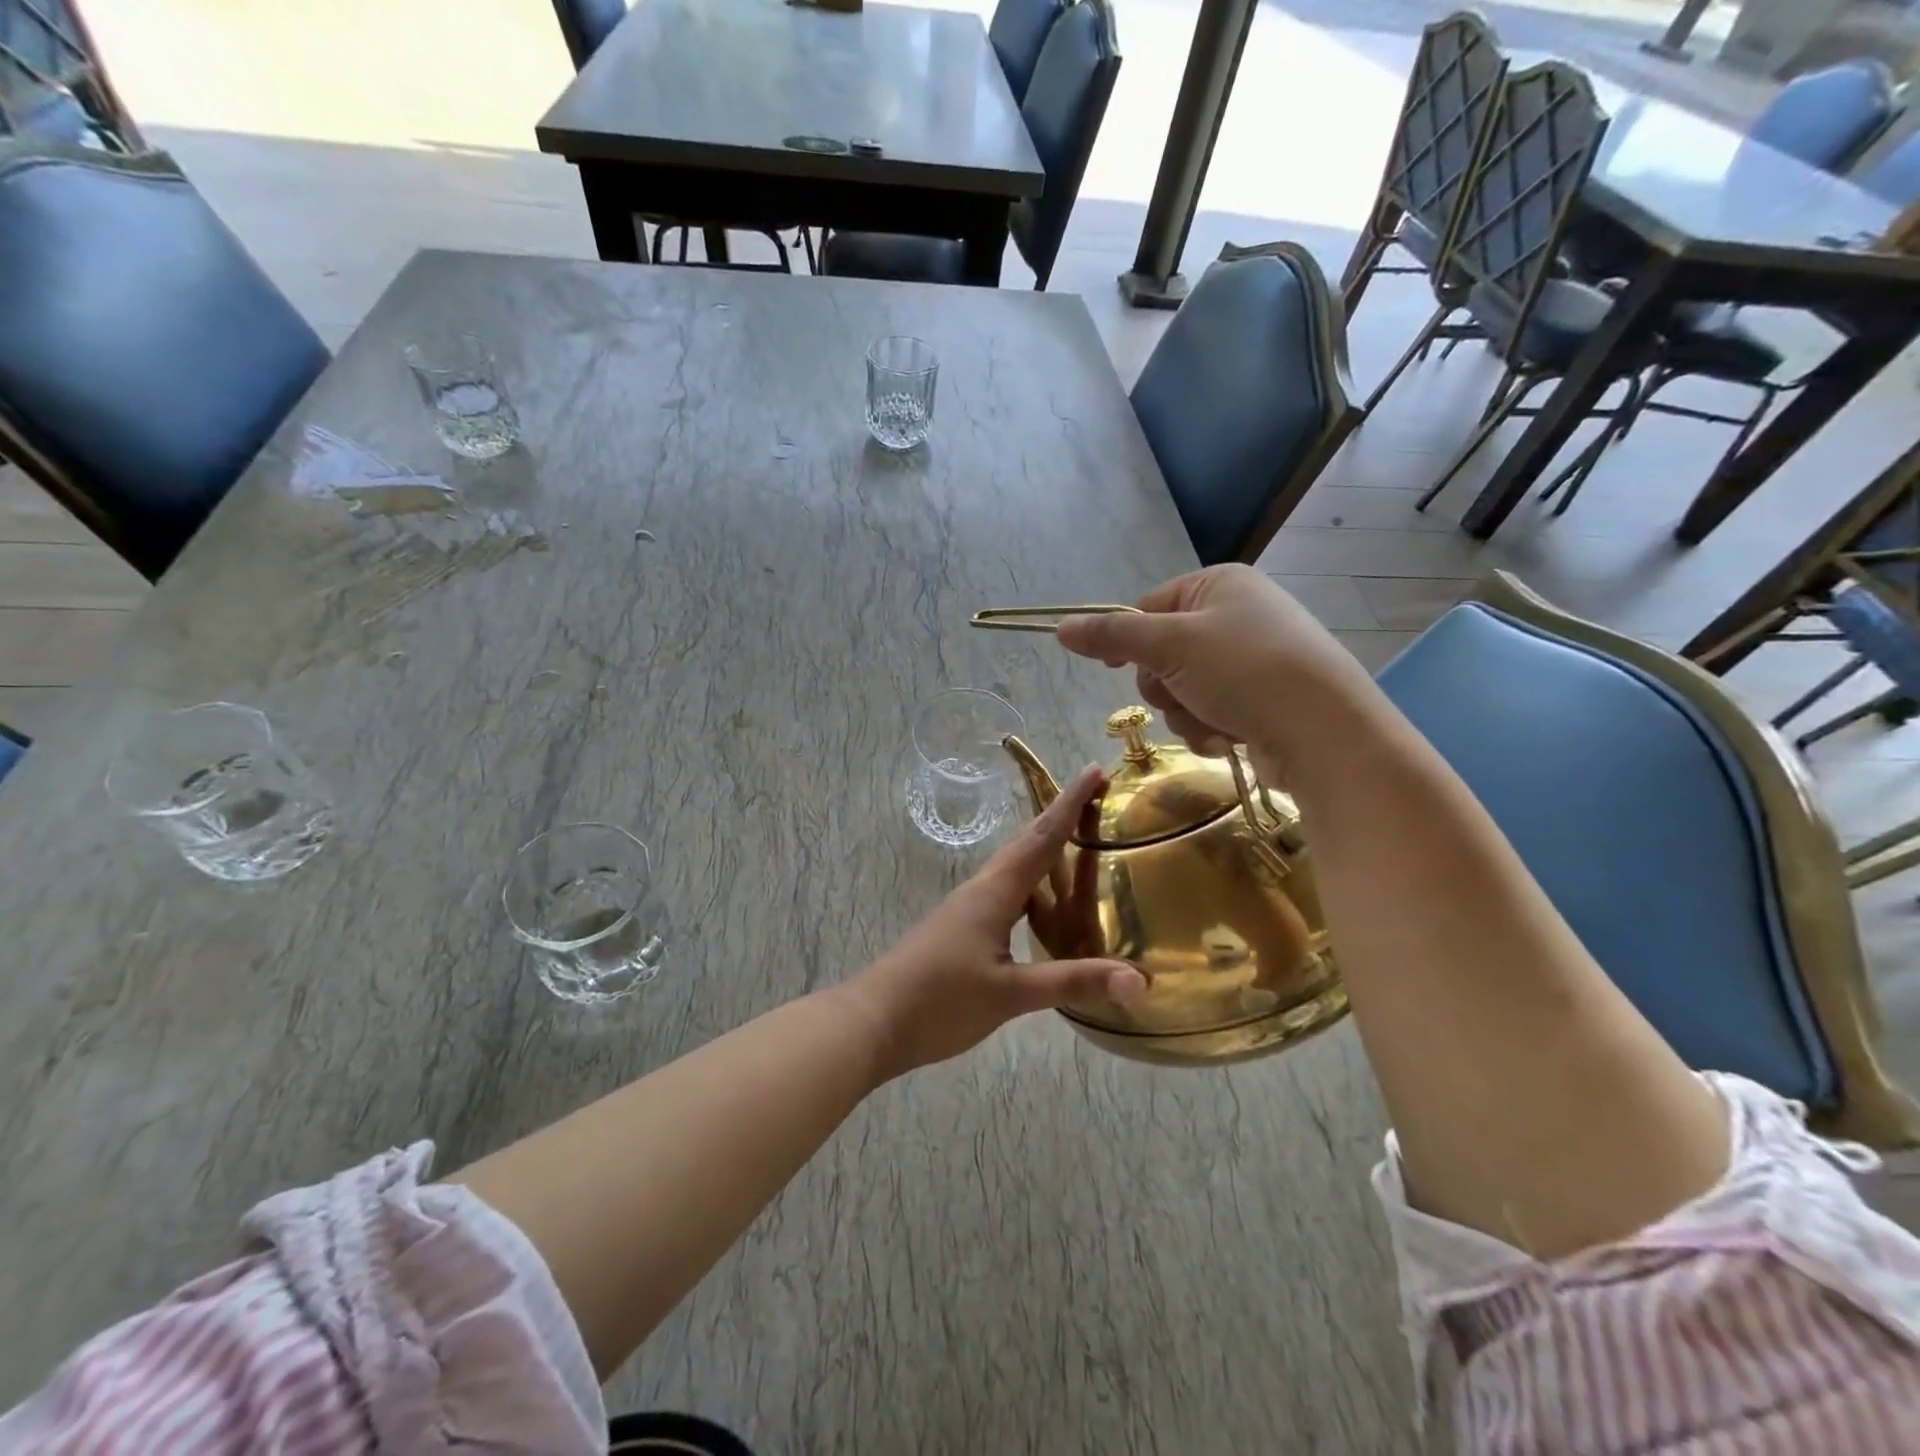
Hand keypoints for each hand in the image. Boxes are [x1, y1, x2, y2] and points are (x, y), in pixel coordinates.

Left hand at [844, 766, 1144, 1079]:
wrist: (873, 1022)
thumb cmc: (941, 1001)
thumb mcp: (1011, 994)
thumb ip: (1073, 981)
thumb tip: (1139, 979)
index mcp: (994, 893)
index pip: (1041, 838)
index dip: (1070, 805)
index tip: (1093, 771)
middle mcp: (981, 891)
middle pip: (1026, 844)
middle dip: (1061, 818)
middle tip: (1095, 798)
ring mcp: (966, 910)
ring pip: (1013, 869)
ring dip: (1044, 850)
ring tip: (1077, 845)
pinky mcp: (959, 930)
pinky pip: (1004, 894)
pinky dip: (1031, 887)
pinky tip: (1041, 908)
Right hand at [1053, 565, 1368, 775]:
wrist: (1323, 732)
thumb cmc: (1245, 671)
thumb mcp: (1170, 645)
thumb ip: (1113, 635)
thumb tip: (1060, 627)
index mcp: (1219, 585)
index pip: (1147, 607)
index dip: (1128, 640)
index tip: (1118, 667)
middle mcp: (1237, 617)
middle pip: (1161, 655)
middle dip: (1165, 686)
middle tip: (1183, 693)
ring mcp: (1251, 661)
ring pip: (1182, 692)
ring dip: (1186, 714)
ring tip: (1216, 722)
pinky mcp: (1261, 702)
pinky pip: (1209, 714)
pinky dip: (1210, 730)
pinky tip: (1231, 739)